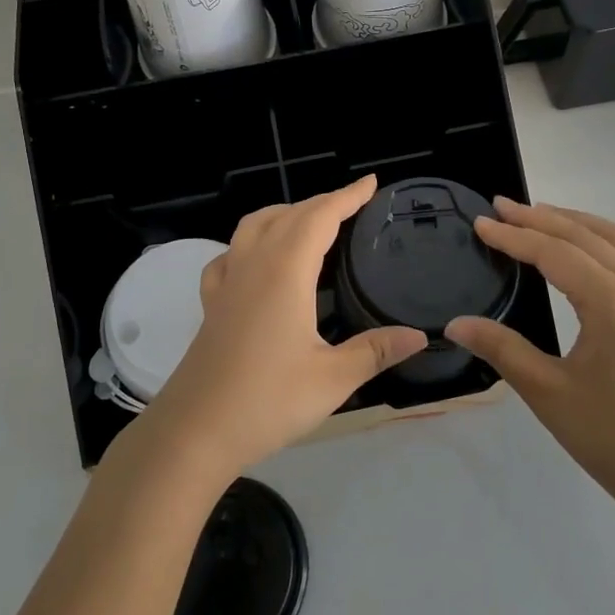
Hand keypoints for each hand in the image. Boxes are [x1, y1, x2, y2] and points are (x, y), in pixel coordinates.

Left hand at [137, 176, 426, 477]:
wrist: (195, 431)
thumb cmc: (267, 401)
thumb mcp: (332, 379)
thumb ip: (375, 351)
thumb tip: (418, 335)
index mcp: (286, 272)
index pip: (320, 217)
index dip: (347, 197)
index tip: (370, 183)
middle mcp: (254, 265)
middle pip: (289, 215)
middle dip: (322, 203)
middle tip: (352, 204)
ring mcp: (227, 282)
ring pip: (253, 226)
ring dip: (284, 213)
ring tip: (308, 221)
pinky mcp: (212, 303)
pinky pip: (229, 255)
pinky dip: (248, 243)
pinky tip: (256, 261)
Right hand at [445, 199, 614, 514]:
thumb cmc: (614, 437)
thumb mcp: (549, 393)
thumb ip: (502, 349)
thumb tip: (456, 323)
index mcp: (612, 302)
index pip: (554, 253)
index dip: (514, 237)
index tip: (480, 223)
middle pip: (584, 235)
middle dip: (540, 217)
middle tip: (500, 207)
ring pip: (612, 239)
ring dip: (572, 221)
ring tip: (535, 215)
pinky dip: (594, 238)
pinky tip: (574, 250)